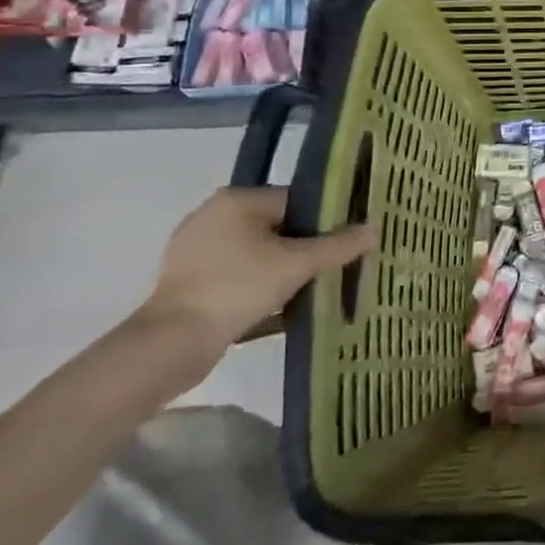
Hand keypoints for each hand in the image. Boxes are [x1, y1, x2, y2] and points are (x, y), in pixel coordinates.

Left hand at [136, 187, 374, 356]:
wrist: (171, 344)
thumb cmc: (238, 288)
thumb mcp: (297, 265)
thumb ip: (338, 246)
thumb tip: (374, 228)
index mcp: (237, 199)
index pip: (295, 200)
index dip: (324, 221)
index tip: (343, 244)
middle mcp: (212, 215)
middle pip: (276, 226)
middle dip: (303, 247)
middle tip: (330, 268)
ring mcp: (194, 249)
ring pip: (256, 252)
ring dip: (281, 268)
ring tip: (308, 288)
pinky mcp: (186, 281)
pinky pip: (236, 273)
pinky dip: (257, 285)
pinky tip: (277, 306)